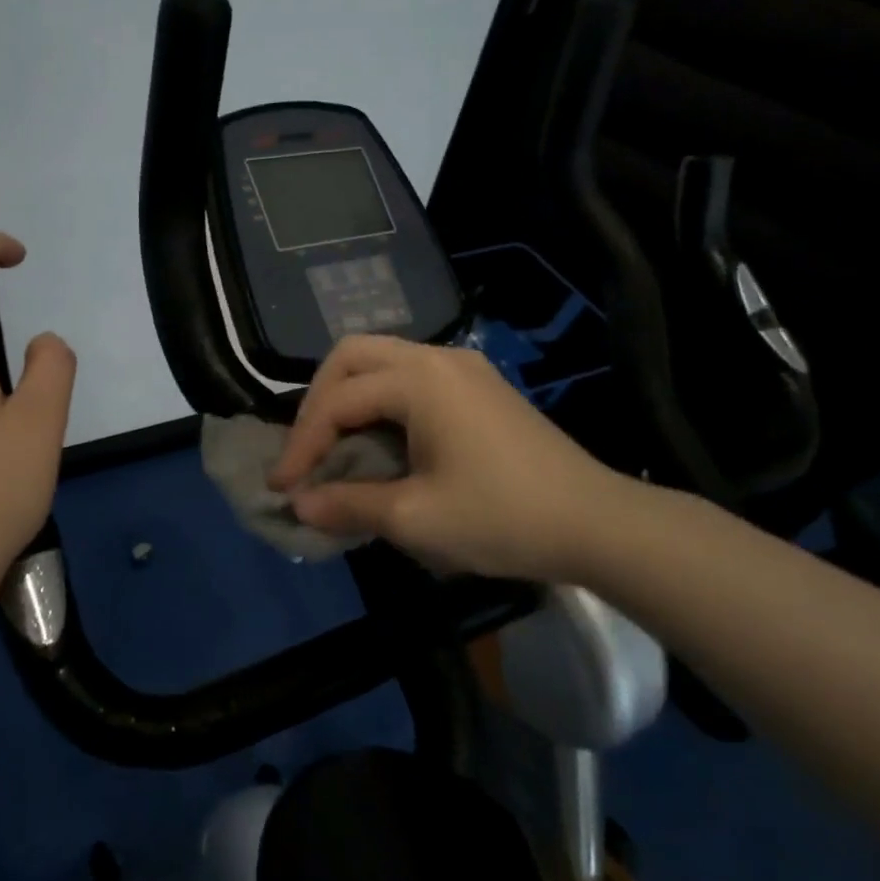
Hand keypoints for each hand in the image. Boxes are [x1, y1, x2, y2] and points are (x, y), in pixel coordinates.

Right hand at [269, 335, 639, 582]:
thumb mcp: (415, 518)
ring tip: (334, 448)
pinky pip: (410, 379)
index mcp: (419, 379)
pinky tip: (380, 443)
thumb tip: (298, 504)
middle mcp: (437, 358)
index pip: (337, 401)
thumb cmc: (502, 517)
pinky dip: (380, 403)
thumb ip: (348, 504)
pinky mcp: (479, 387)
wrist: (597, 523)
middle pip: (352, 357)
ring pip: (381, 362)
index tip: (282, 487)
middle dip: (318, 402)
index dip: (302, 444)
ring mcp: (462, 368)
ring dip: (348, 399)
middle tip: (306, 451)